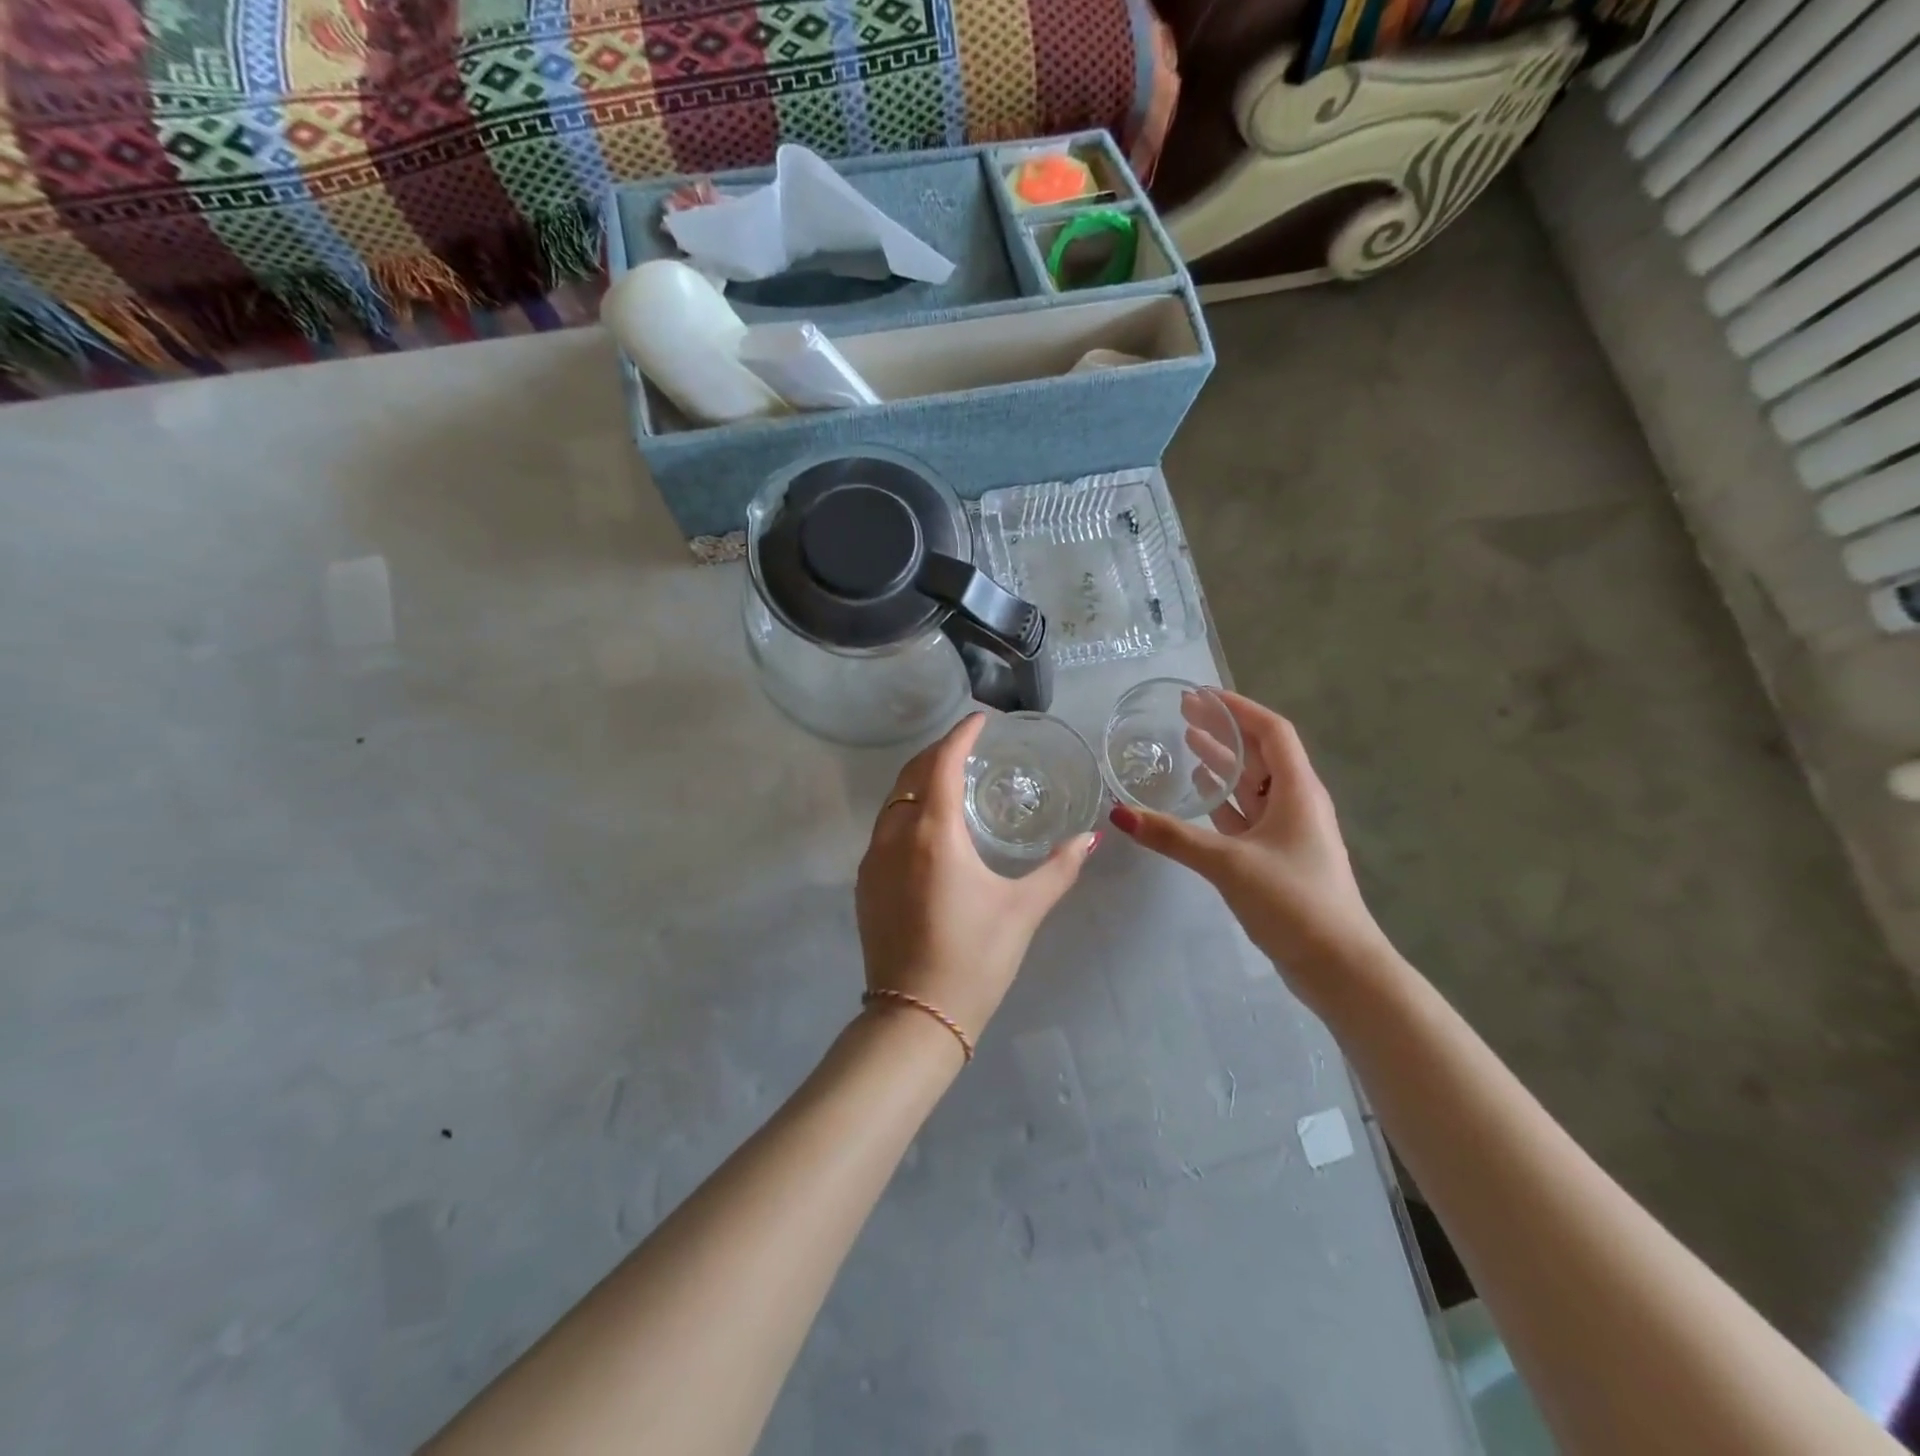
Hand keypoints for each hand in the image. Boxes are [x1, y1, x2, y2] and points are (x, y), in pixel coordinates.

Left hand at [856, 714, 1095, 1045]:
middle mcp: (895, 837)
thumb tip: (1090, 839)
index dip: (960, 736)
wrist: (915, 1017)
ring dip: (919, 780)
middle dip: (937, 752)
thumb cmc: (975, 958)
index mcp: (934, 834)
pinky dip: (907, 810)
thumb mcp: (1024, 910)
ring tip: (950, 779)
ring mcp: (872, 861)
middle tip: (968, 746)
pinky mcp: (865, 884)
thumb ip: (1059, 869)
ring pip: (893, 801)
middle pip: (911, 775)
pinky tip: (929, 827)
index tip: (980, 721)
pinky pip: (884, 829)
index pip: (941, 763)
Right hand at [1107, 691, 1392, 1014]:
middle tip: (1184, 712)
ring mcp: (1288, 831)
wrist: (1338, 966)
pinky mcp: (1277, 856)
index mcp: (1298, 790)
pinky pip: (1247, 813)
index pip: (1271, 731)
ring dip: (1223, 762)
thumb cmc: (1293, 901)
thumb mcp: (1228, 863)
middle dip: (1224, 729)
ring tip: (1187, 742)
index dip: (1237, 708)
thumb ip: (1173, 837)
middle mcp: (1296, 802)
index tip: (1200, 694)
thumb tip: (1119, 814)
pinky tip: (1201, 792)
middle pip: (1260, 753)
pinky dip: (1223, 798)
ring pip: (1253, 783)